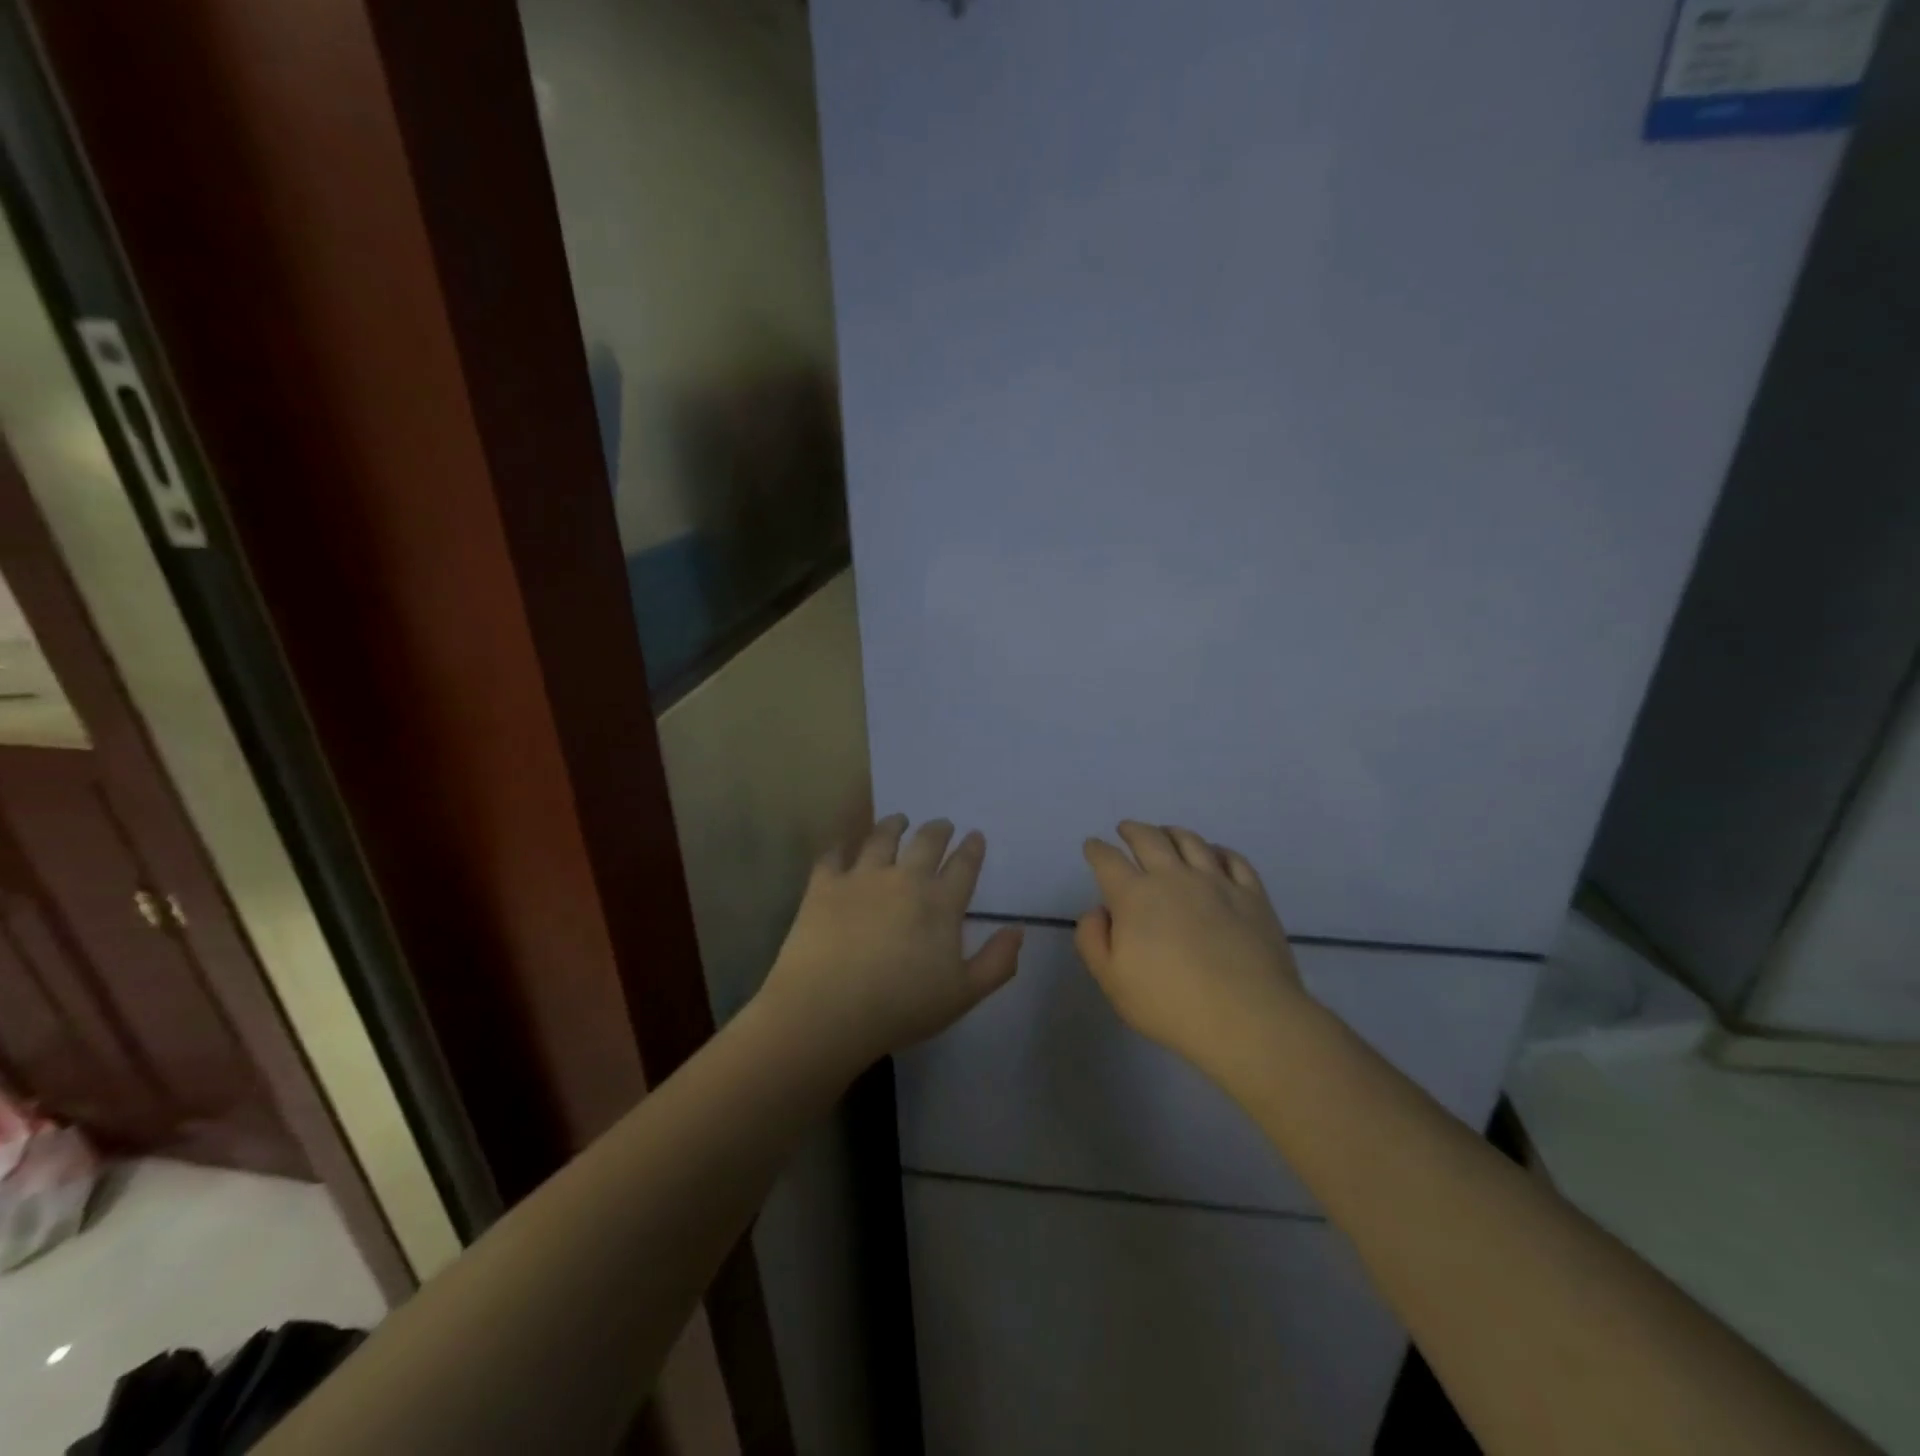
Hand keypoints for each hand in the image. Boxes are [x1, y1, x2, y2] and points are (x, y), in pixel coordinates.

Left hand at [760, 814, 1021, 1066]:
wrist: (828, 1010)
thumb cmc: (901, 1008)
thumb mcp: (964, 995)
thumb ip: (997, 962)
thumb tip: (1017, 929)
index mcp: (941, 904)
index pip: (964, 866)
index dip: (972, 849)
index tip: (975, 836)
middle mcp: (904, 879)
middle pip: (926, 842)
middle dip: (938, 829)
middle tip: (941, 824)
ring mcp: (862, 877)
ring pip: (881, 838)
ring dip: (893, 825)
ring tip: (898, 820)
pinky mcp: (824, 885)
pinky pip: (833, 855)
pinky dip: (841, 846)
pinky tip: (843, 845)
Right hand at [1076, 822, 1305, 1070]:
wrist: (1248, 1018)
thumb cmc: (1171, 1004)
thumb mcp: (1112, 981)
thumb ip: (1093, 940)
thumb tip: (1099, 910)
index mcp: (1135, 896)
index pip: (1108, 860)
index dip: (1097, 849)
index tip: (1093, 846)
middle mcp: (1174, 877)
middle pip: (1149, 838)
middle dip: (1133, 830)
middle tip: (1125, 829)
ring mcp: (1217, 882)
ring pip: (1191, 841)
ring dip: (1172, 832)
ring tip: (1166, 833)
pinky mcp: (1252, 895)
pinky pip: (1234, 859)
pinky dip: (1218, 850)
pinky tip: (1214, 854)